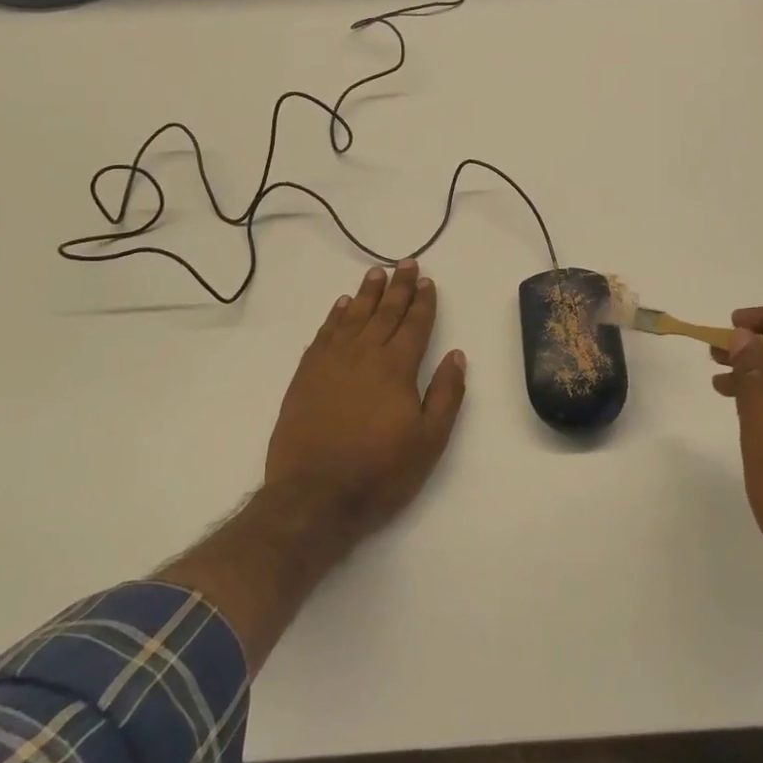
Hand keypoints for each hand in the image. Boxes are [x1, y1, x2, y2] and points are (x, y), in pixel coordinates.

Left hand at [265, 261, 466, 544]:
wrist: (313, 498)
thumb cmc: (380, 472)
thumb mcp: (429, 441)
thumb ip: (446, 394)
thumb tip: (456, 355)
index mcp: (396, 368)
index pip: (414, 325)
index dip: (423, 302)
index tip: (428, 281)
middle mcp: (363, 355)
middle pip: (385, 312)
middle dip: (398, 287)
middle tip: (406, 264)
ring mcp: (331, 363)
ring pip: (353, 317)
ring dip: (367, 294)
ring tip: (376, 273)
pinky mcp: (306, 376)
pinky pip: (324, 334)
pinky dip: (335, 316)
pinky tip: (342, 305)